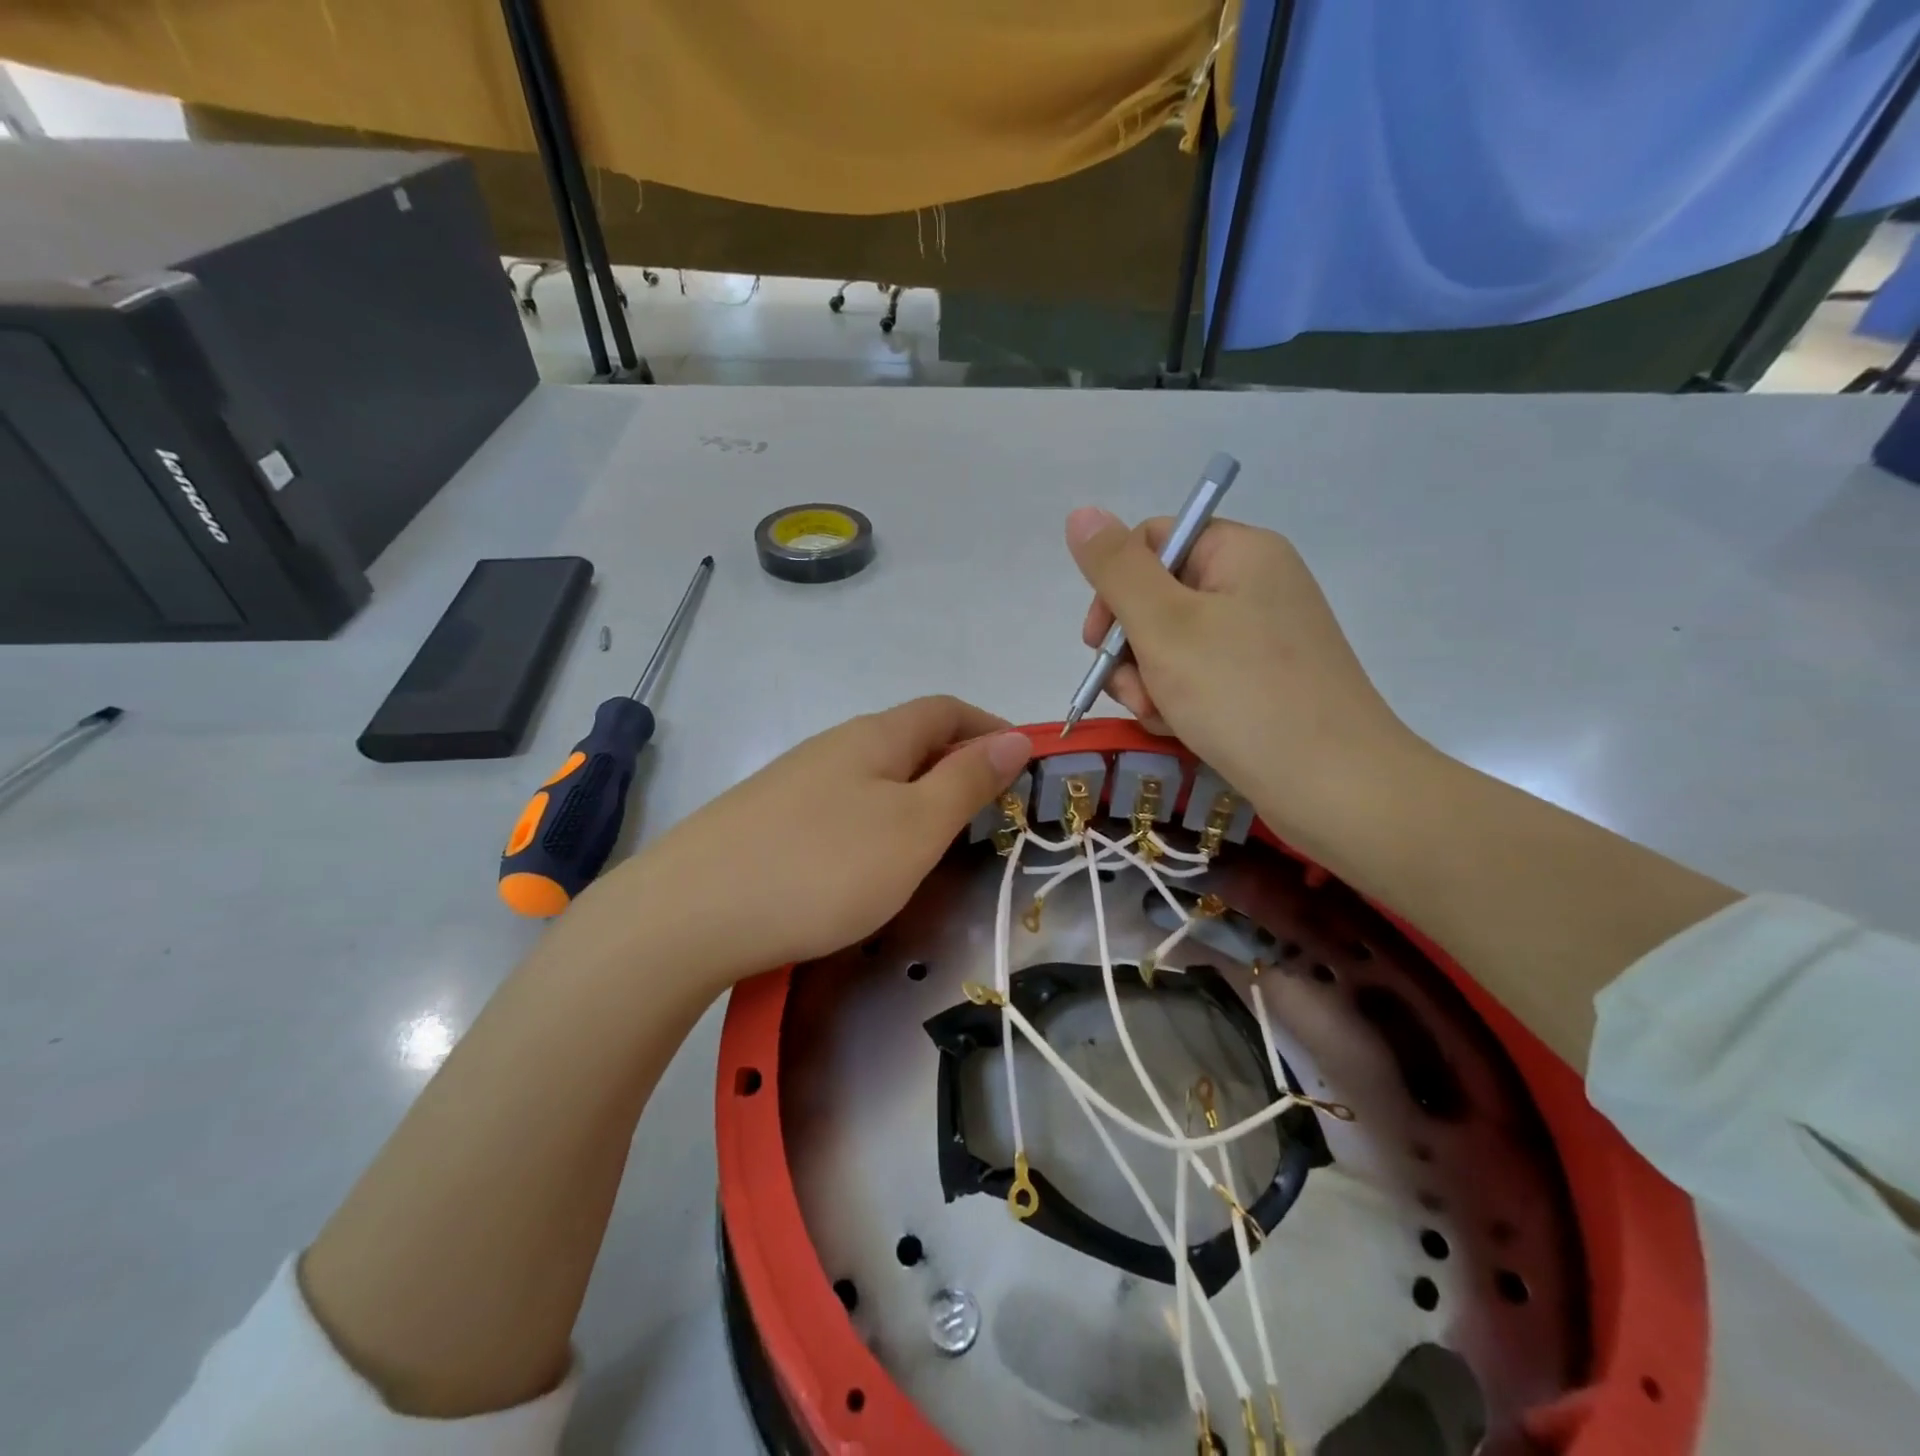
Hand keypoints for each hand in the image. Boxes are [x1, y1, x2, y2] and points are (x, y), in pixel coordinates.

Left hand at [591, 696, 1031, 986]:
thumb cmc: (823, 867)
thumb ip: (967, 782)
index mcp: (875, 737)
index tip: (1024, 762)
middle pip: (909, 738)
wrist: (688, 913)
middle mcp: (833, 746)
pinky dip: (875, 820)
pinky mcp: (766, 819)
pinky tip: (866, 862)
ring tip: (934, 841)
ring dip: (915, 794)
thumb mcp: (914, 828)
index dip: (989, 727)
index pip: (946, 710)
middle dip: (956, 764)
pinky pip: (841, 805)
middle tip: (986, 812)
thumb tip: (1015, 738)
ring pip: (873, 774)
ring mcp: (794, 782)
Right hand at [1066, 508, 1419, 850]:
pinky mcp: (1263, 683)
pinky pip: (1200, 677)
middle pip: (1158, 598)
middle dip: (1130, 648)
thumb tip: (1081, 513)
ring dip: (1149, 681)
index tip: (1098, 640)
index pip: (1153, 542)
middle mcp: (1255, 585)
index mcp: (1241, 553)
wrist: (1334, 787)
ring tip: (1161, 717)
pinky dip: (1179, 701)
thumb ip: (1117, 569)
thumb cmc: (1243, 695)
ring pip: (1172, 645)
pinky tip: (1180, 730)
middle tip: (1133, 690)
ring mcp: (1262, 638)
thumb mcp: (1165, 626)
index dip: (1115, 587)